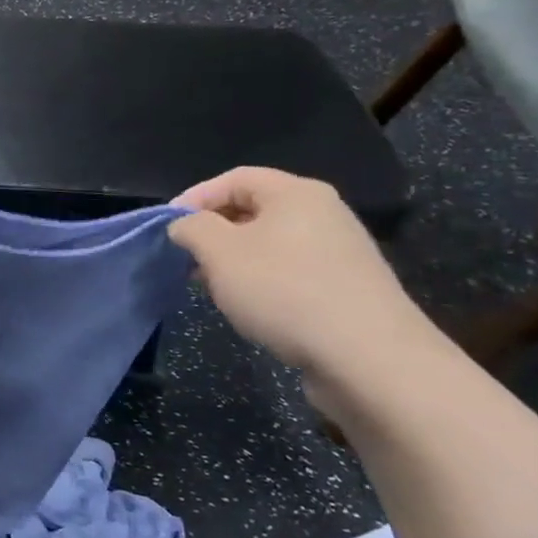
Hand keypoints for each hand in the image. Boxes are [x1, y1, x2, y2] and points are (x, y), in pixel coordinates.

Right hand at [167, 167, 430, 377]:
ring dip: (234, 261)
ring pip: (270, 244)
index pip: (234, 179)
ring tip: (213, 288)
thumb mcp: (219, 252)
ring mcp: (340, 252)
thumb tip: (186, 225)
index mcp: (296, 193)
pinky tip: (251, 309)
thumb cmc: (284, 290)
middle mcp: (324, 213)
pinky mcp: (347, 288)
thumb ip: (192, 228)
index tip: (168, 228)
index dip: (194, 197)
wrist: (369, 358)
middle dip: (213, 232)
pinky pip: (291, 271)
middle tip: (186, 259)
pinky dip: (262, 282)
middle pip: (253, 209)